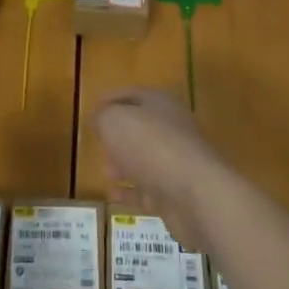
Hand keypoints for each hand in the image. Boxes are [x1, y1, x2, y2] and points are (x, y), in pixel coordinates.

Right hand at [95, 87, 223, 251]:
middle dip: (118, 136)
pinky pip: (149, 189)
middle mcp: (172, 129)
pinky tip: (113, 194)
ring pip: (145, 159)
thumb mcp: (114, 121)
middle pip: (141, 128)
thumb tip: (101, 120)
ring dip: (123, 164)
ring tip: (104, 171)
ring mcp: (177, 162)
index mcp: (160, 103)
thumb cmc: (150, 145)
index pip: (132, 94)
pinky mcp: (178, 192)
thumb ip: (103, 117)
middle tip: (99, 142)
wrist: (194, 193)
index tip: (94, 107)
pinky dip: (131, 191)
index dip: (112, 98)